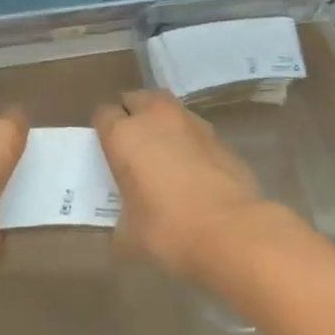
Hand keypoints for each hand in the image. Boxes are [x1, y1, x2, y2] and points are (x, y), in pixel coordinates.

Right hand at [92, 90, 285, 282]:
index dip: (103, 131)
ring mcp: (190, 121)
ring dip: (159, 120)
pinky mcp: (217, 134)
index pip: (103, 115)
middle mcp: (155, 117)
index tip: (107, 152)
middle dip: (131, 115)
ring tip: (161, 151)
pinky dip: (186, 138)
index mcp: (124, 135)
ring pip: (165, 106)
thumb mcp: (130, 236)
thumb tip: (121, 230)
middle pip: (135, 99)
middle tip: (132, 146)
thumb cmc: (170, 230)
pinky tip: (191, 166)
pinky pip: (192, 127)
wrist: (232, 230)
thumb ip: (120, 222)